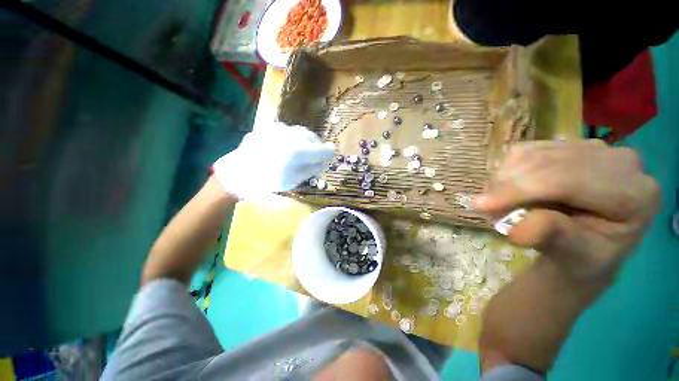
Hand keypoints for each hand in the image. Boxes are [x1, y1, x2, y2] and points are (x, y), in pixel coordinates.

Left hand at [212, 123, 333, 198]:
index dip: (328, 155)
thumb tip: (325, 161)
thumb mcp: (294, 180)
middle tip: (314, 159)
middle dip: (317, 148)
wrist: (237, 173)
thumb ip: (312, 169)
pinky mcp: (270, 127)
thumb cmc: (267, 181)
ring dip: (306, 142)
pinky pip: (289, 130)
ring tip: (300, 152)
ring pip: (302, 132)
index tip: (327, 159)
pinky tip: (286, 147)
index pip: (325, 149)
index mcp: (298, 151)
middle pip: (314, 138)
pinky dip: (293, 138)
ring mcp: (279, 128)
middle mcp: (291, 135)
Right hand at [474, 140, 658, 280]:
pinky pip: (527, 150)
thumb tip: (516, 230)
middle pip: (548, 162)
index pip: (569, 179)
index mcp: (635, 194)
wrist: (587, 247)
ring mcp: (595, 148)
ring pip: (532, 153)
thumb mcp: (574, 258)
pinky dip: (508, 171)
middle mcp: (621, 161)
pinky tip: (512, 190)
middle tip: (485, 208)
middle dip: (506, 185)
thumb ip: (553, 239)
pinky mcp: (571, 145)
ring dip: (504, 179)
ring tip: (500, 203)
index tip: (479, 205)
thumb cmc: (585, 258)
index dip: (519, 190)